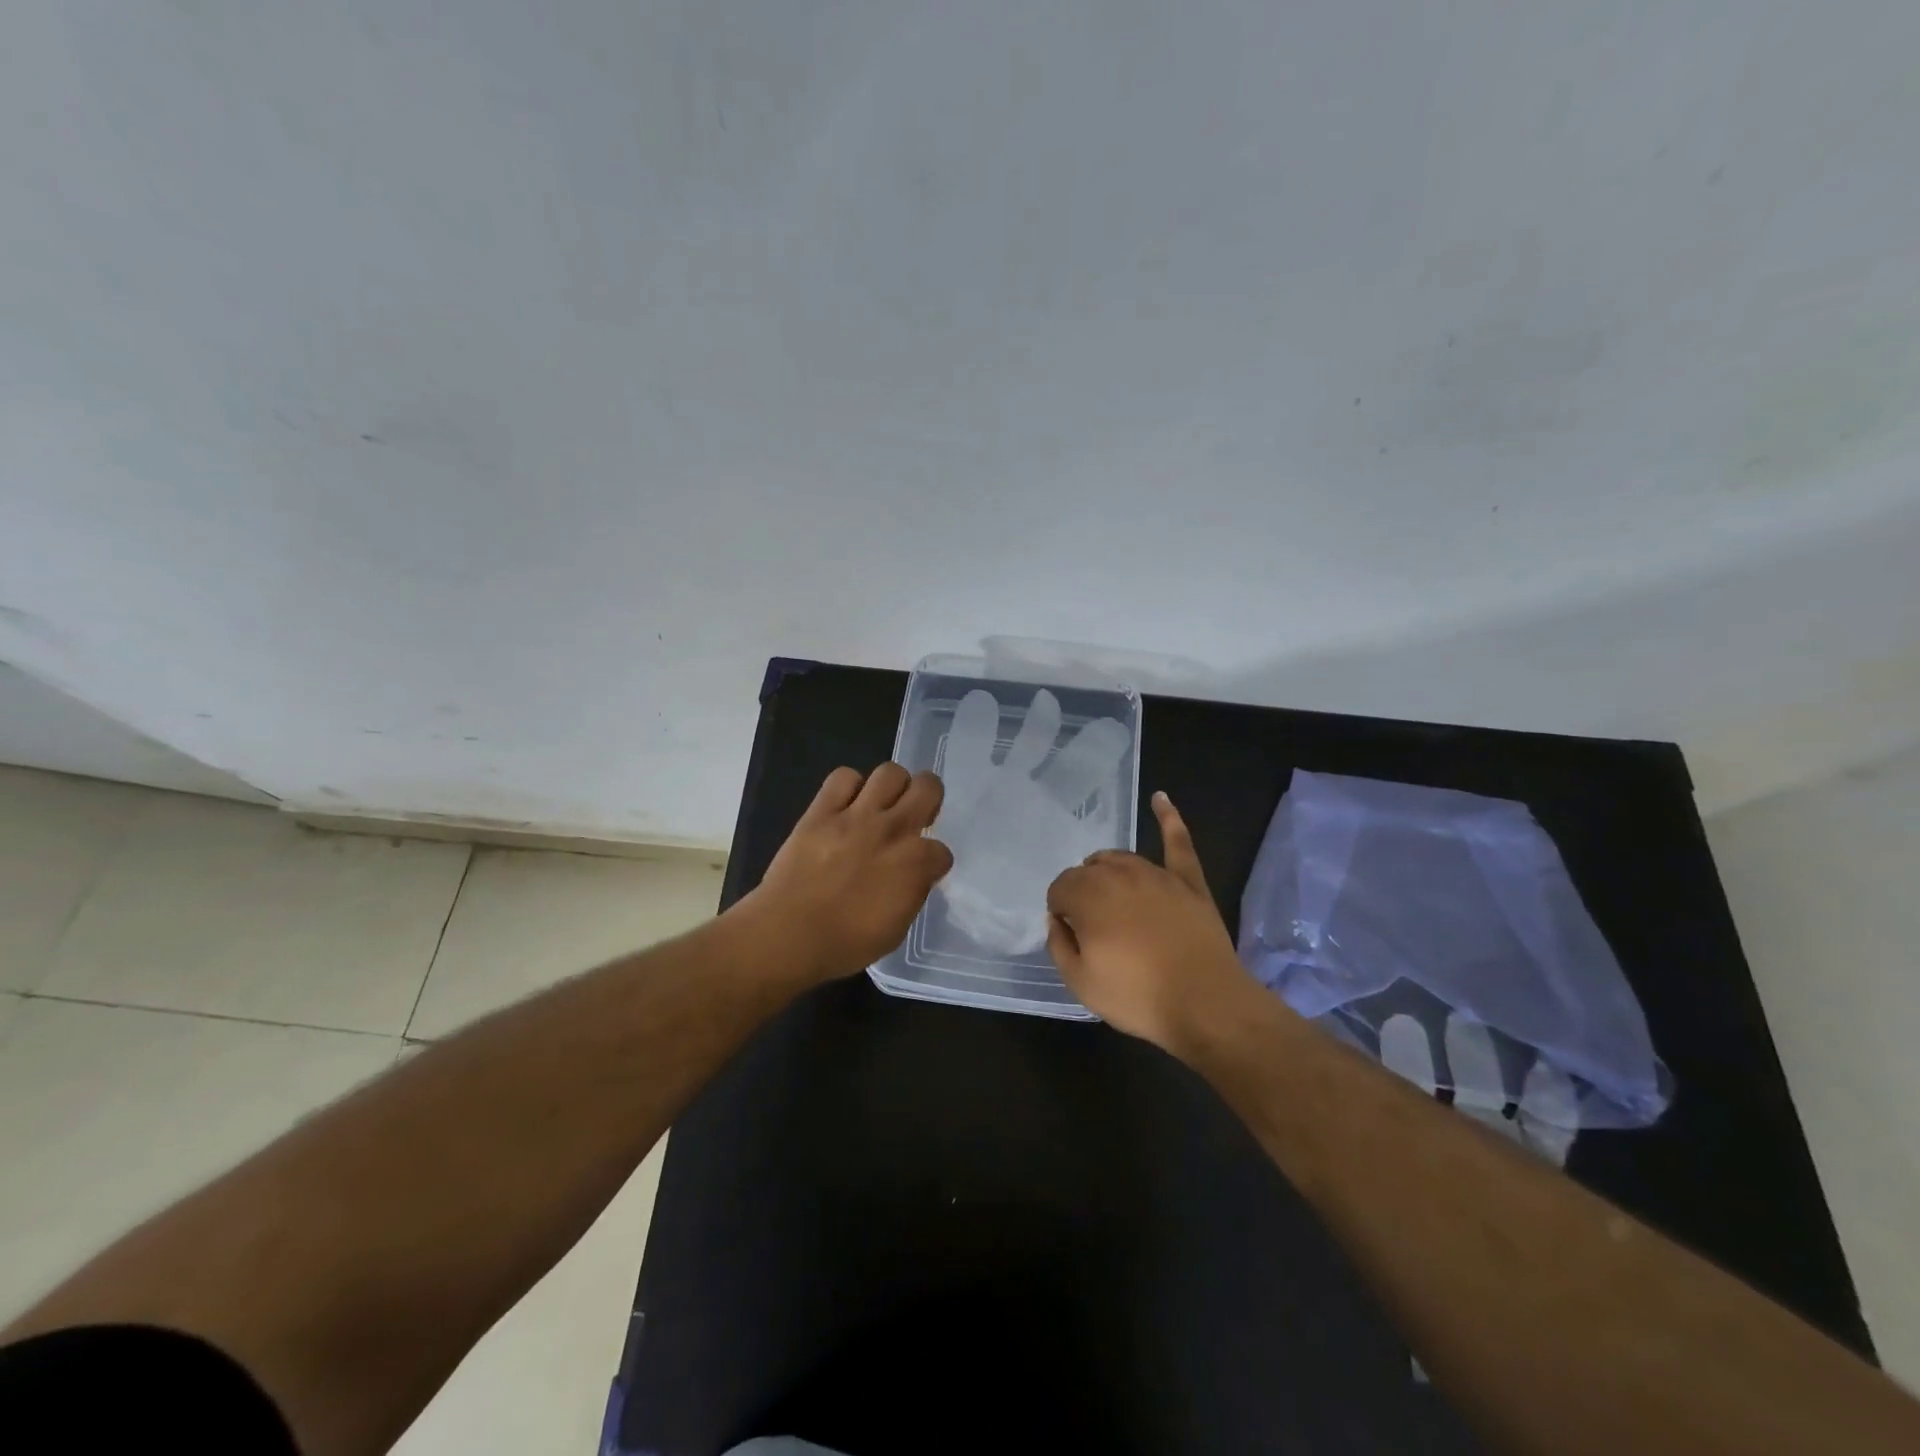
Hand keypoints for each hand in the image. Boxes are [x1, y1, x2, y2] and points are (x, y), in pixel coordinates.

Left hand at [740, 763, 953, 983]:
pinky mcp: (822, 811)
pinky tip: (846, 804)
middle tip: (915, 815)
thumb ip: (911, 893)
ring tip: (883, 804)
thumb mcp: (896, 929)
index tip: (921, 871)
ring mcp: (856, 816)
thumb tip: (913, 877)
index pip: (942, 850)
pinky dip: (849, 786)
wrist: (788, 935)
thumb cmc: (845, 944)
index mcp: (915, 864)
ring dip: (893, 786)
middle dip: (929, 798)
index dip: (933, 862)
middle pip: (928, 787)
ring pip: (890, 772)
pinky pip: (843, 777)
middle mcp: (892, 830)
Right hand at [1046, 791, 1258, 1050]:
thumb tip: (1058, 920)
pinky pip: (1177, 841)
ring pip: (1120, 859)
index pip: (1060, 889)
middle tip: (1095, 928)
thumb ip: (1059, 944)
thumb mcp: (1080, 982)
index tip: (1073, 936)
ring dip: (1108, 872)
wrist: (1205, 1003)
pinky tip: (1160, 798)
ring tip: (1112, 899)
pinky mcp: (1188, 881)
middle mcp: (1118, 874)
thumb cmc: (1137, 996)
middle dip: (1083, 893)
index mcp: (1088, 896)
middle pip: (1088, 871)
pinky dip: (1168, 818)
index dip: (1061, 912)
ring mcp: (1156, 874)